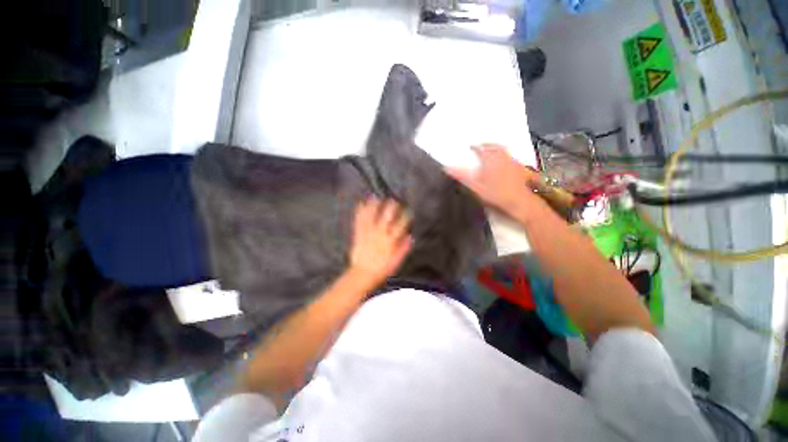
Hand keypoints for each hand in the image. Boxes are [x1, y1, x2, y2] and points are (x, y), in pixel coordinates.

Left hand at [349, 198, 411, 284]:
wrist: (362, 274)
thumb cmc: (382, 269)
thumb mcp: (396, 261)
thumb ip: (404, 248)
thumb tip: (411, 237)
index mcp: (390, 240)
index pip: (400, 225)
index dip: (405, 216)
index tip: (408, 210)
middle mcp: (380, 234)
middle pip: (386, 217)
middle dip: (390, 207)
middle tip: (393, 199)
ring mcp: (368, 233)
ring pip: (372, 216)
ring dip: (374, 206)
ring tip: (376, 196)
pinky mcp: (359, 234)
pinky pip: (359, 221)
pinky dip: (359, 212)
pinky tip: (360, 204)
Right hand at [446, 144, 539, 210]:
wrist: (521, 202)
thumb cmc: (496, 194)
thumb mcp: (476, 187)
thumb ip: (462, 176)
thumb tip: (446, 168)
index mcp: (491, 160)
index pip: (481, 150)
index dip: (475, 147)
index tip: (470, 147)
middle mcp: (503, 158)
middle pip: (495, 147)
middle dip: (487, 145)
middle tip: (481, 146)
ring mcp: (513, 163)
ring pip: (504, 151)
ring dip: (497, 149)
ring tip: (492, 152)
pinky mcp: (521, 169)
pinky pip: (511, 158)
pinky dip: (505, 156)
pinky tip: (504, 163)